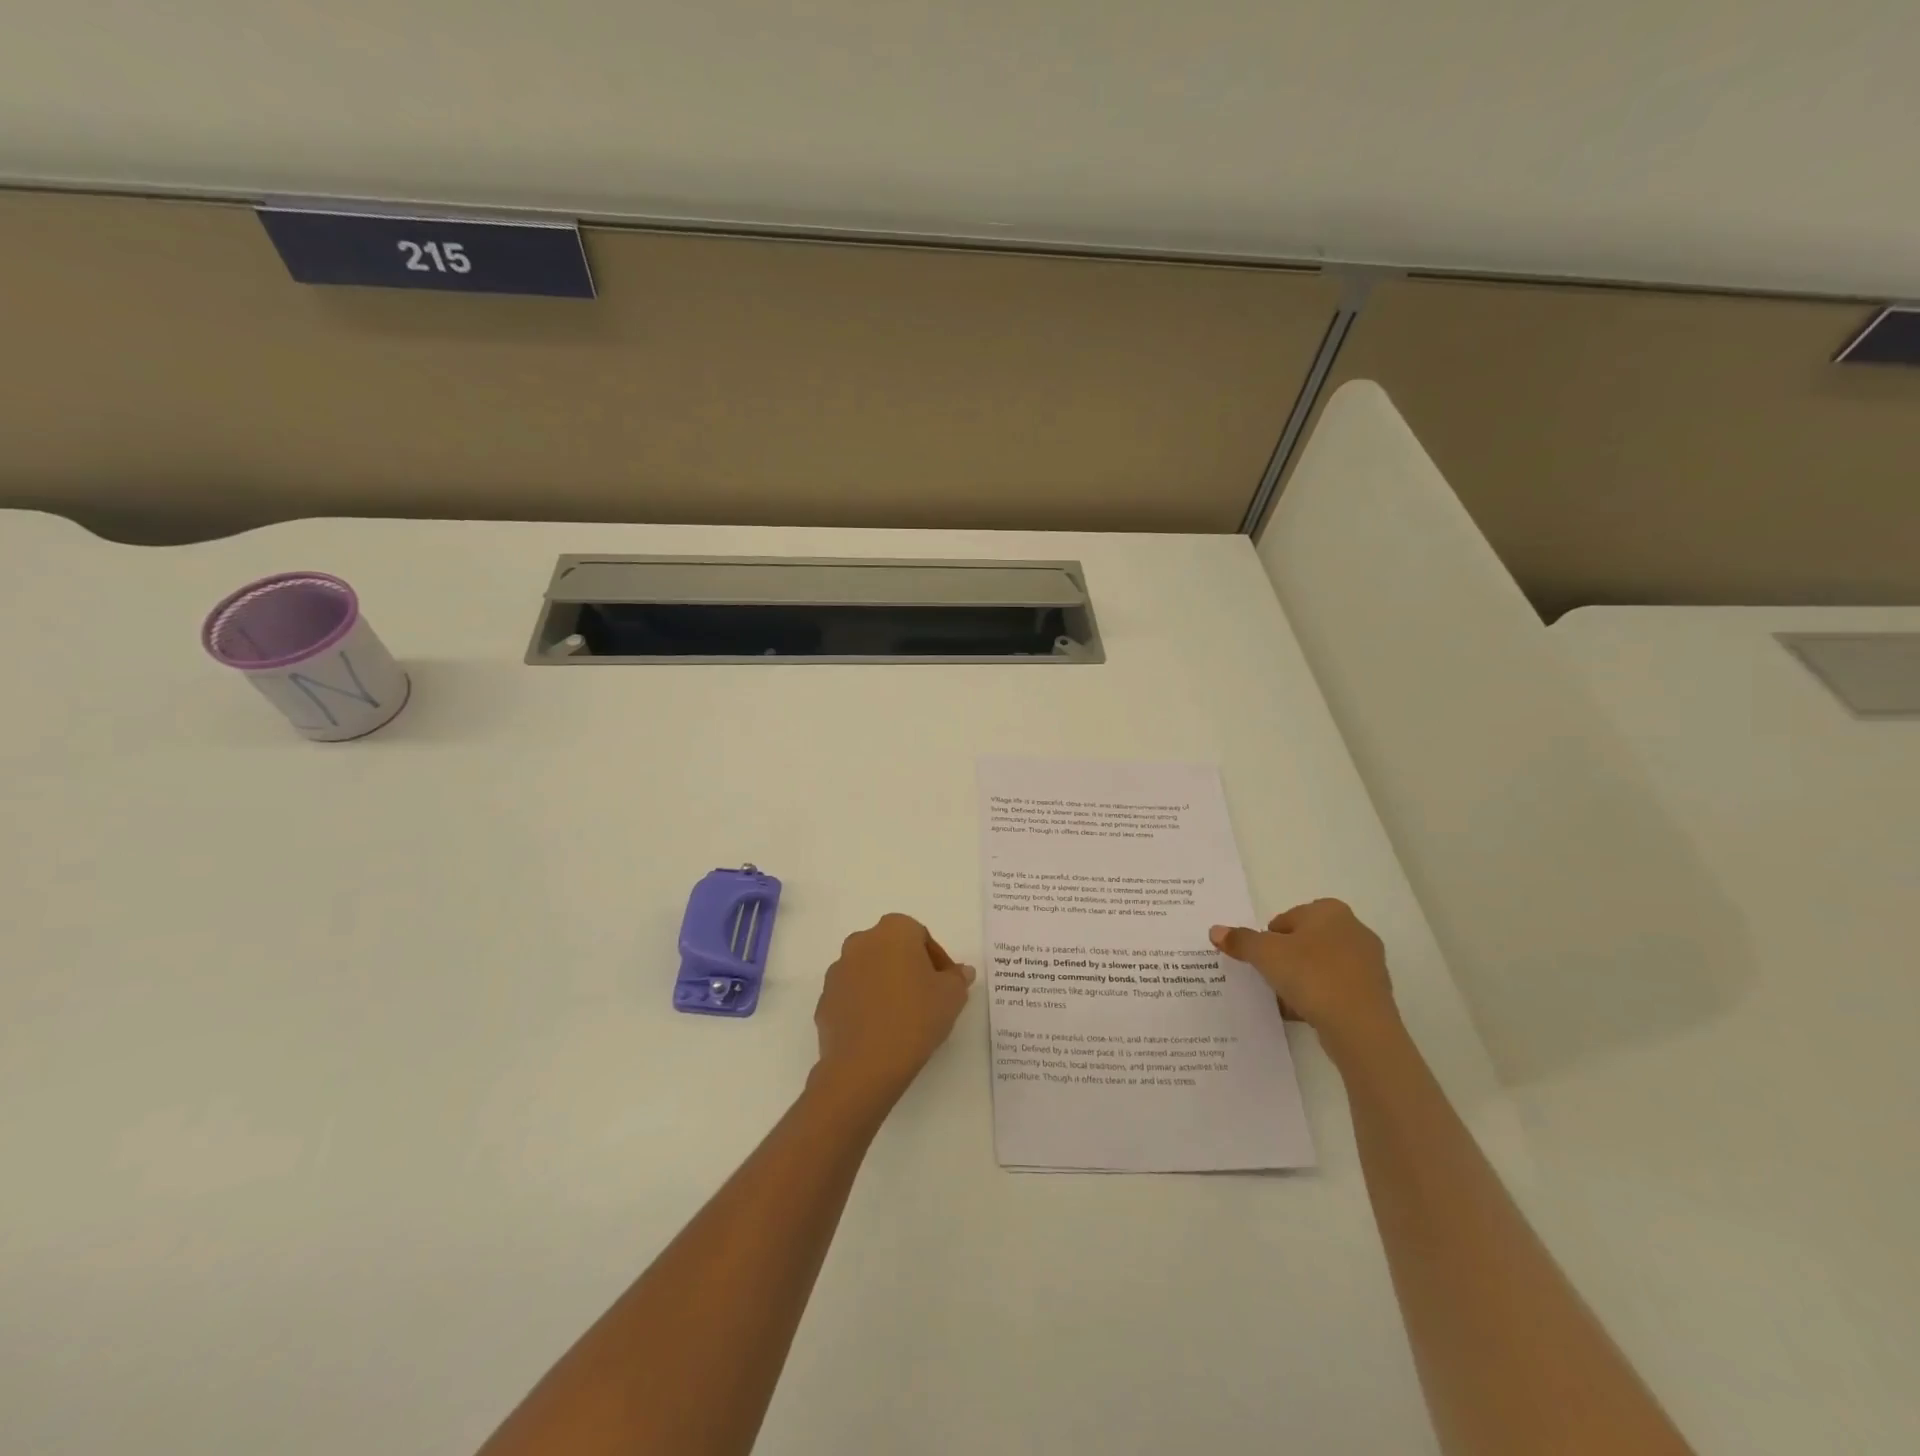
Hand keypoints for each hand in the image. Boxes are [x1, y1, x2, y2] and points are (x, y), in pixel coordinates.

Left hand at [811, 913, 974, 1112]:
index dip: (937, 961)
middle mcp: (861, 942)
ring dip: (885, 986)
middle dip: (909, 969)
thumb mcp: (952, 996)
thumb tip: (961, 972)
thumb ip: (958, 978)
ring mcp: (837, 972)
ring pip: (869, 972)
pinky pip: (852, 997)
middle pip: (892, 950)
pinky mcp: (824, 1001)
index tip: (947, 986)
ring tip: (902, 1018)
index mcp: (893, 931)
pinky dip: (865, 1007)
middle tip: (927, 999)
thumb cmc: (916, 1017)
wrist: (865, 1064)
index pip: (921, 936)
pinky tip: (880, 1032)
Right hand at [1210, 898, 1396, 1045]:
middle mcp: (1354, 929)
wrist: (1360, 1027)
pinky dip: (1319, 997)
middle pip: (1304, 941)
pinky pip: (1335, 988)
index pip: (1286, 919)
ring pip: (1320, 966)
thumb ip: (1240, 940)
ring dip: (1301, 979)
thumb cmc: (1311, 975)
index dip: (1268, 939)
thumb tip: (1215, 930)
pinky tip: (1304, 1013)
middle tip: (1269, 977)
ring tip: (1285, 998)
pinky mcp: (1374, 992)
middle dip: (1285, 958)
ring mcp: (1368, 962)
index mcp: (1330, 911)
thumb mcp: (1265, 954)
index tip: (1261, 960)